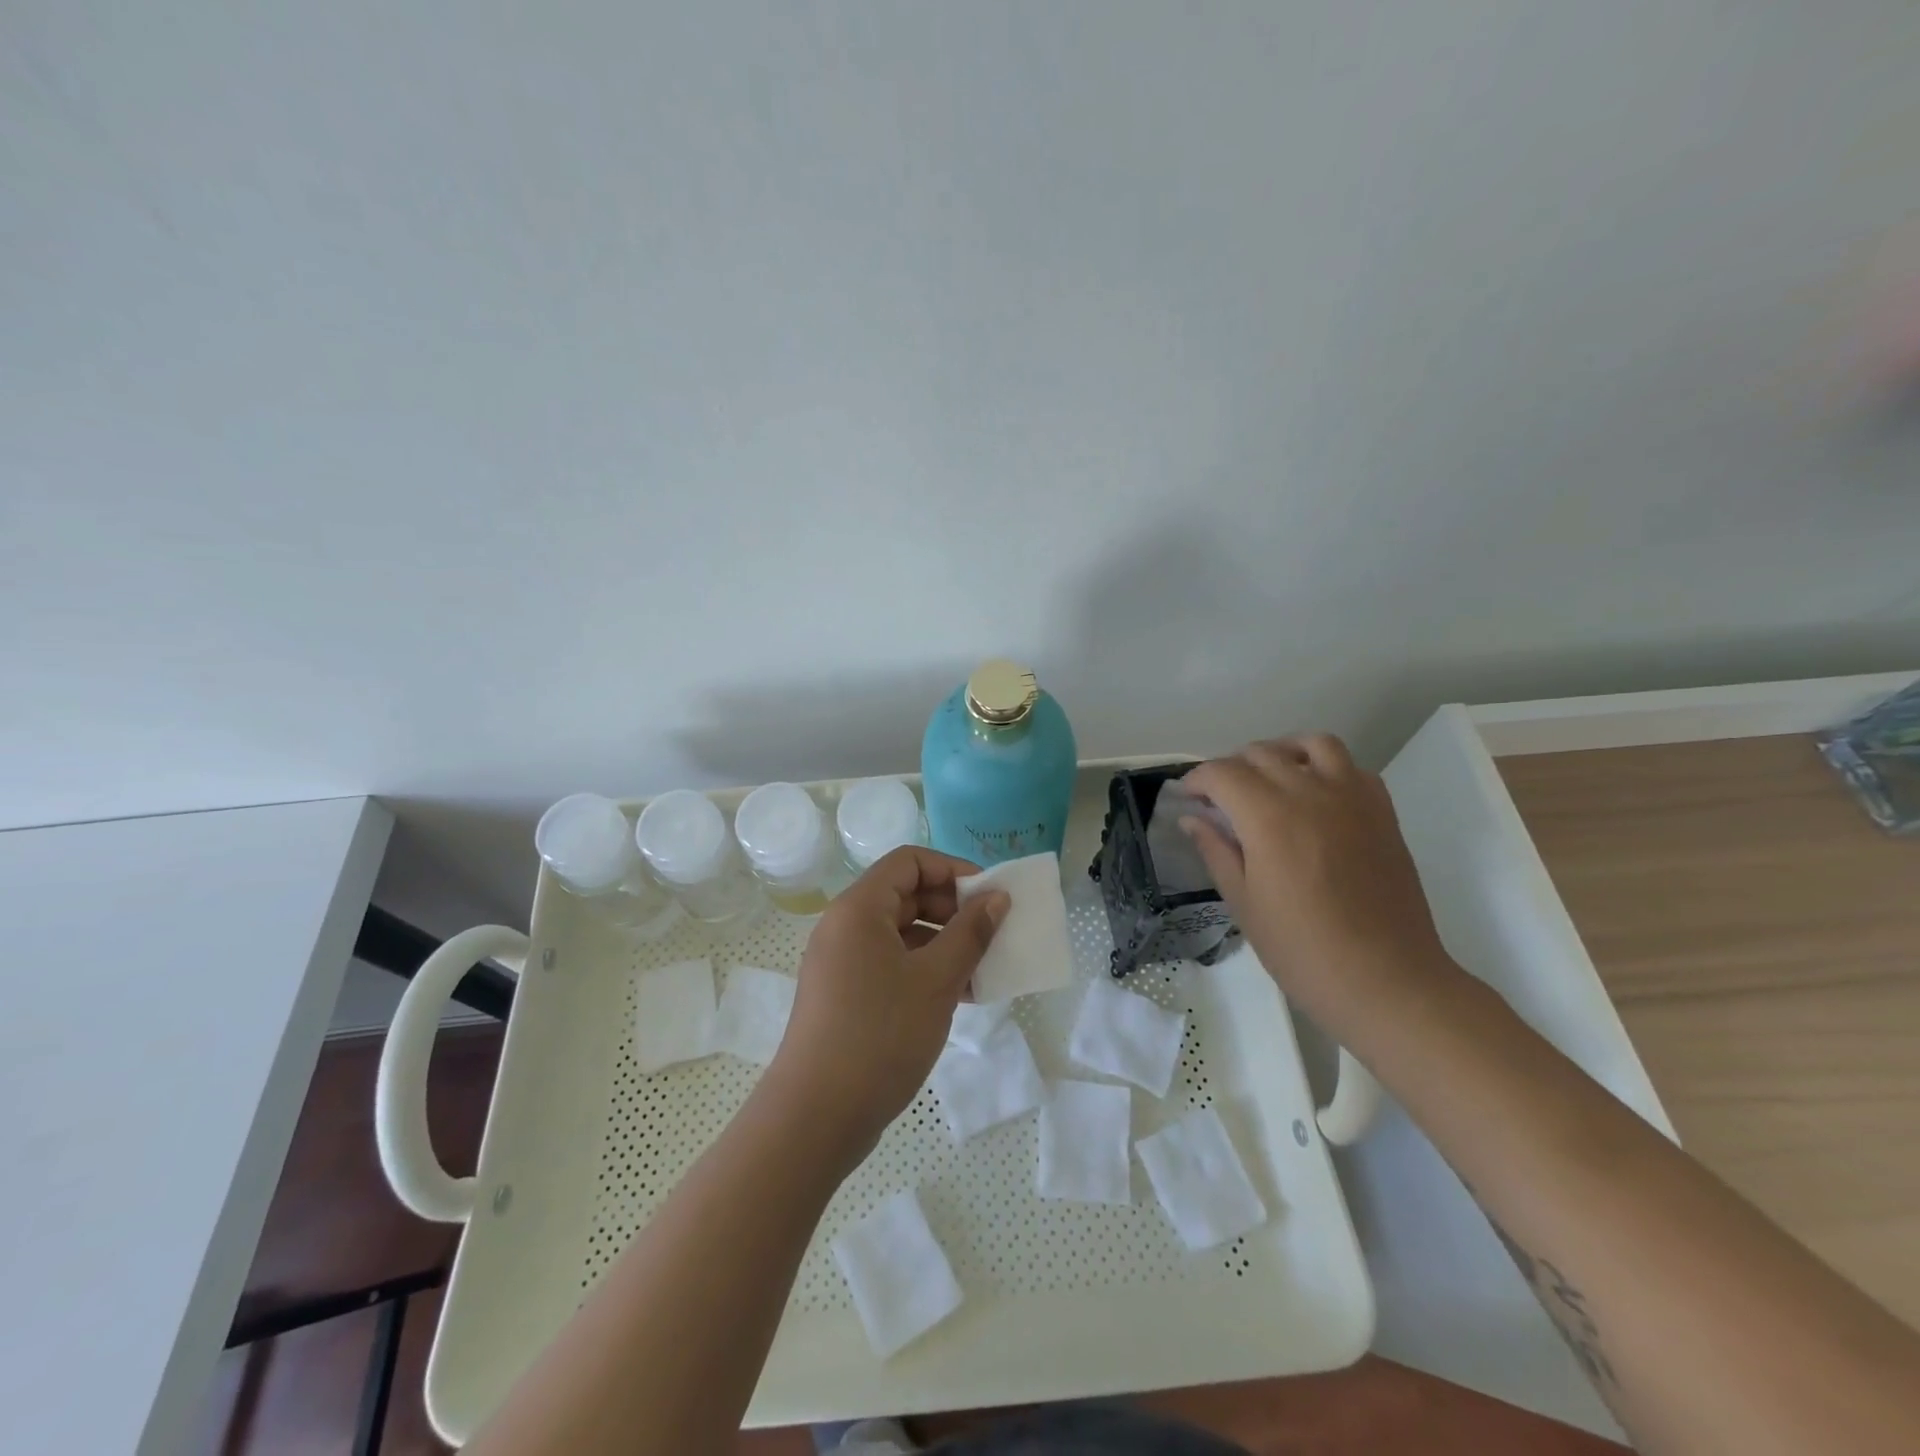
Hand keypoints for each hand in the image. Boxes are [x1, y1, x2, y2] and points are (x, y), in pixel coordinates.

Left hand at [770, 846, 1007, 1164]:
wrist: (816, 1117)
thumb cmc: (880, 1035)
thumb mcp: (936, 980)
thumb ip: (971, 933)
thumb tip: (997, 897)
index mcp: (859, 909)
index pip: (909, 862)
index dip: (953, 870)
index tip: (989, 897)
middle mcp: (845, 926)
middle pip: (905, 895)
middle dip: (953, 910)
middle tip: (991, 936)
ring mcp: (841, 962)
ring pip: (901, 933)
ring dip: (943, 944)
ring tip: (982, 972)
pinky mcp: (844, 995)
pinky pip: (890, 964)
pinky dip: (923, 970)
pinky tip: (958, 997)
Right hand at [1180, 735, 1452, 1029]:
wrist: (1386, 980)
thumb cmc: (1303, 950)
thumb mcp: (1244, 903)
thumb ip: (1216, 851)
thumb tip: (1192, 819)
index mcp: (1268, 817)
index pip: (1222, 773)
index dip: (1197, 780)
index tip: (1188, 798)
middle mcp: (1310, 793)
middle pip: (1261, 753)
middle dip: (1231, 768)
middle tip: (1220, 799)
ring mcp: (1352, 798)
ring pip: (1312, 744)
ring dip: (1281, 753)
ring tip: (1269, 780)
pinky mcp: (1382, 812)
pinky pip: (1351, 767)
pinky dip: (1326, 768)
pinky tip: (1315, 797)